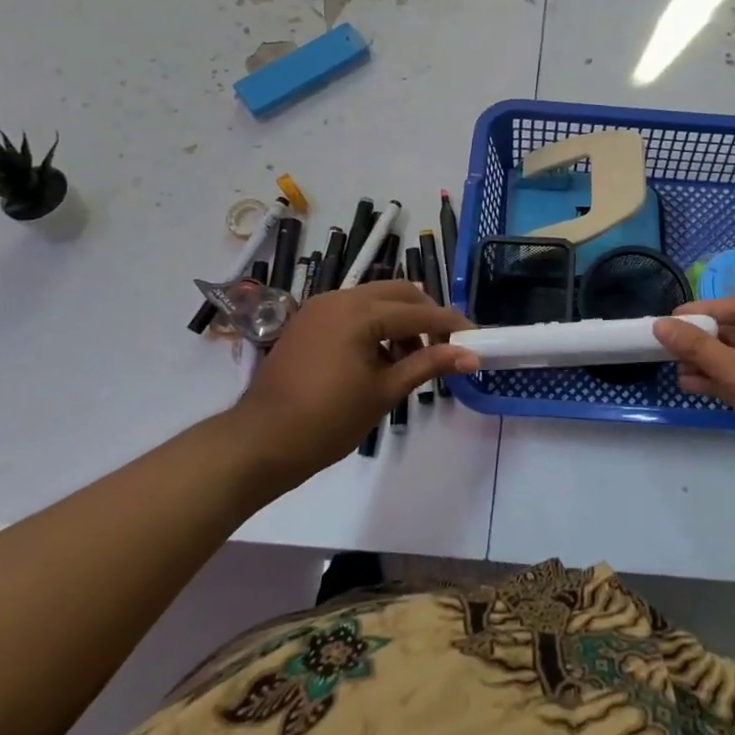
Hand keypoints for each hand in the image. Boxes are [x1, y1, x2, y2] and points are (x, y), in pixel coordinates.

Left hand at [225, 281, 475, 491]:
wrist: (259, 442)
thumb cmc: (326, 421)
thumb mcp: (384, 393)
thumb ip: (428, 365)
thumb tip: (471, 355)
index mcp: (360, 313)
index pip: (418, 311)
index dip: (450, 324)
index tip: (474, 338)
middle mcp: (340, 297)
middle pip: (399, 292)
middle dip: (425, 315)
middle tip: (443, 347)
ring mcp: (320, 306)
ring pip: (375, 298)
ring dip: (400, 319)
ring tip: (409, 358)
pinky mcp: (308, 319)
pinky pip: (353, 309)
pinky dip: (374, 323)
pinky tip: (378, 357)